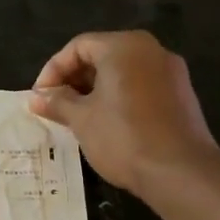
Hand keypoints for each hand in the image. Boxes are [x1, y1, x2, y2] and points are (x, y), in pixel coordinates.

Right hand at [28, 30, 219, 197]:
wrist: (181, 172)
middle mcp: (151, 50)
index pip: (78, 46)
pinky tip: (108, 124)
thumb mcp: (81, 119)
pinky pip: (141, 87)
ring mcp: (171, 72)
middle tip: (56, 107)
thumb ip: (57, 102)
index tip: (40, 97)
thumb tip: (36, 97)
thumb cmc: (123, 137)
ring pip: (123, 72)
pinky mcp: (182, 95)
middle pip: (102, 55)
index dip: (53, 70)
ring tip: (78, 118)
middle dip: (74, 80)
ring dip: (96, 90)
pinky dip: (120, 98)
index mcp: (124, 46)